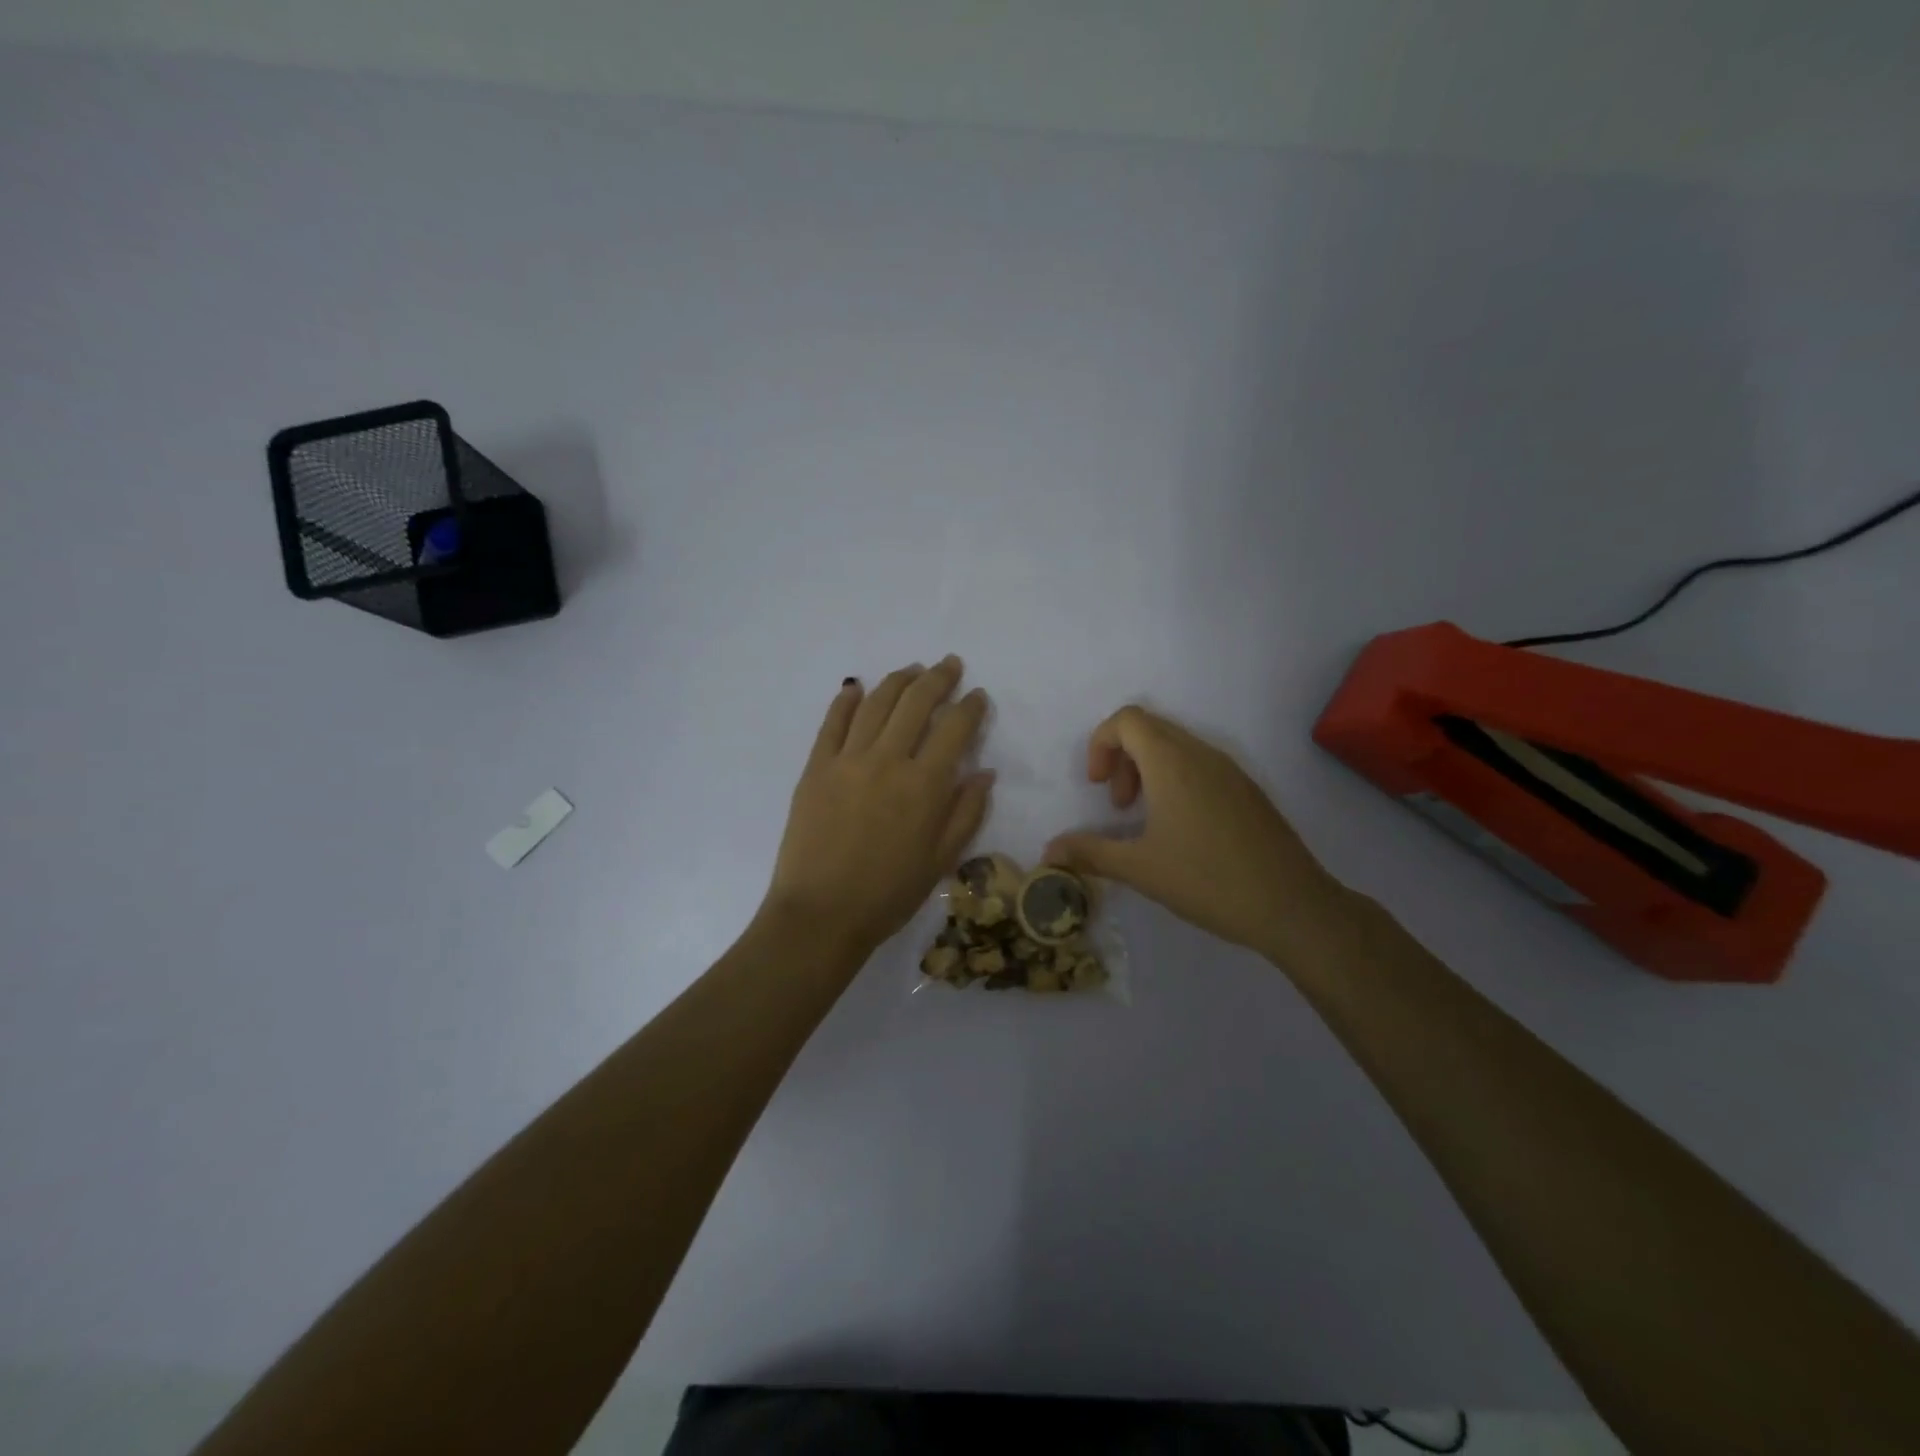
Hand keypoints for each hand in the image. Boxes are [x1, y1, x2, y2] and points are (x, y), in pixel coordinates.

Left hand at [764, 657, 992, 960]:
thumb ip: (967, 812)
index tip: (978, 695)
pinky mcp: (815, 767)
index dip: (971, 706)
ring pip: (876, 703)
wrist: (820, 914)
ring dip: (898, 680)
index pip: (955, 728)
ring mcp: (847, 760)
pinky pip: (832, 723)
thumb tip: (985, 772)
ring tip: (912, 669)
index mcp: (925, 784)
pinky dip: (845, 700)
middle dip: (938, 678)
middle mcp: (888, 760)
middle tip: (949, 665)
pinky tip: (855, 687)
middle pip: (917, 702)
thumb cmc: (889, 894)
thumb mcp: (941, 860)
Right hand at [1044, 706, 1356, 965]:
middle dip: (1122, 758)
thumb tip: (1048, 852)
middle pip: (1150, 728)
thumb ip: (1089, 853)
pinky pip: (1200, 764)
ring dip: (1149, 769)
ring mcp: (1230, 770)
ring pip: (1176, 746)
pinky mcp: (1247, 789)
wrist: (1292, 906)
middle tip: (1118, 805)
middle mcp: (1202, 754)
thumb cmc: (1207, 880)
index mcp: (1172, 762)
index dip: (1100, 743)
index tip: (1097, 786)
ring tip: (1145, 818)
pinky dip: (1176, 779)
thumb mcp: (1139, 868)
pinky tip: (1181, 829)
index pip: (1127, 719)